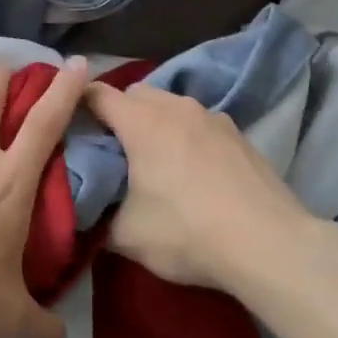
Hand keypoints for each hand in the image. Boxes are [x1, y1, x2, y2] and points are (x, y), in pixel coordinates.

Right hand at [83, 81, 311, 290]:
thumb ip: (98, 216)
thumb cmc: (187, 231)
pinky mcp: (239, 134)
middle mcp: (175, 107)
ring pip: (171, 106)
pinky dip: (187, 136)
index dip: (77, 104)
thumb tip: (86, 212)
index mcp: (140, 121)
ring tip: (154, 159)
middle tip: (112, 149)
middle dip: (119, 113)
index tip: (69, 124)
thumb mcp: (127, 235)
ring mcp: (212, 117)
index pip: (96, 94)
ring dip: (156, 122)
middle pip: (136, 94)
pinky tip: (194, 170)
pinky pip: (199, 123)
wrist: (268, 244)